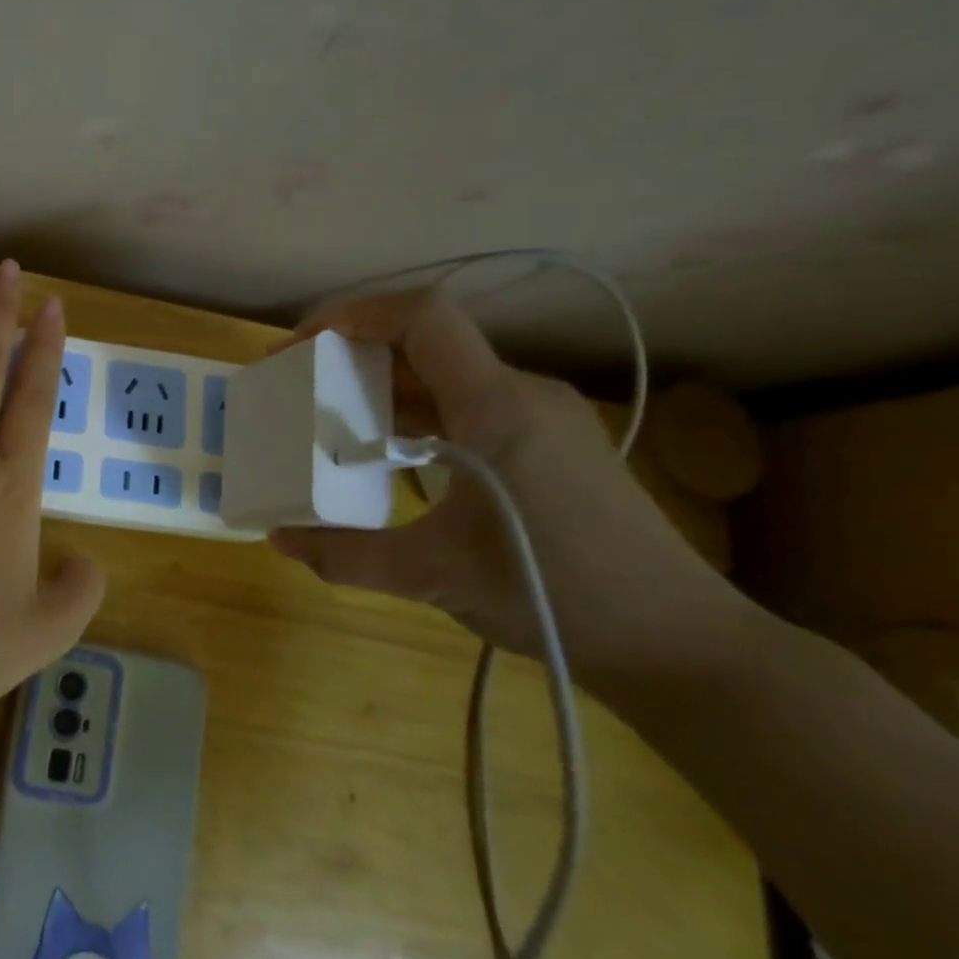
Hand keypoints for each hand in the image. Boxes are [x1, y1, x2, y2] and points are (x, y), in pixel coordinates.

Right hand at [267, 289, 731, 680]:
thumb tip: (279, 539)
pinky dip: (415, 417)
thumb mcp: (434, 576)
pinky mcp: (550, 447)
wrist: (679, 643)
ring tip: (330, 421)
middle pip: (426, 343)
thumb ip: (346, 555)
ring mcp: (542, 419)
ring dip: (383, 388)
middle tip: (299, 385)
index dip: (354, 315)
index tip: (302, 347)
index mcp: (495, 406)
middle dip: (353, 354)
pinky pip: (466, 407)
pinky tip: (389, 457)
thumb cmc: (556, 595)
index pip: (423, 317)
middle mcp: (521, 395)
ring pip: (446, 378)